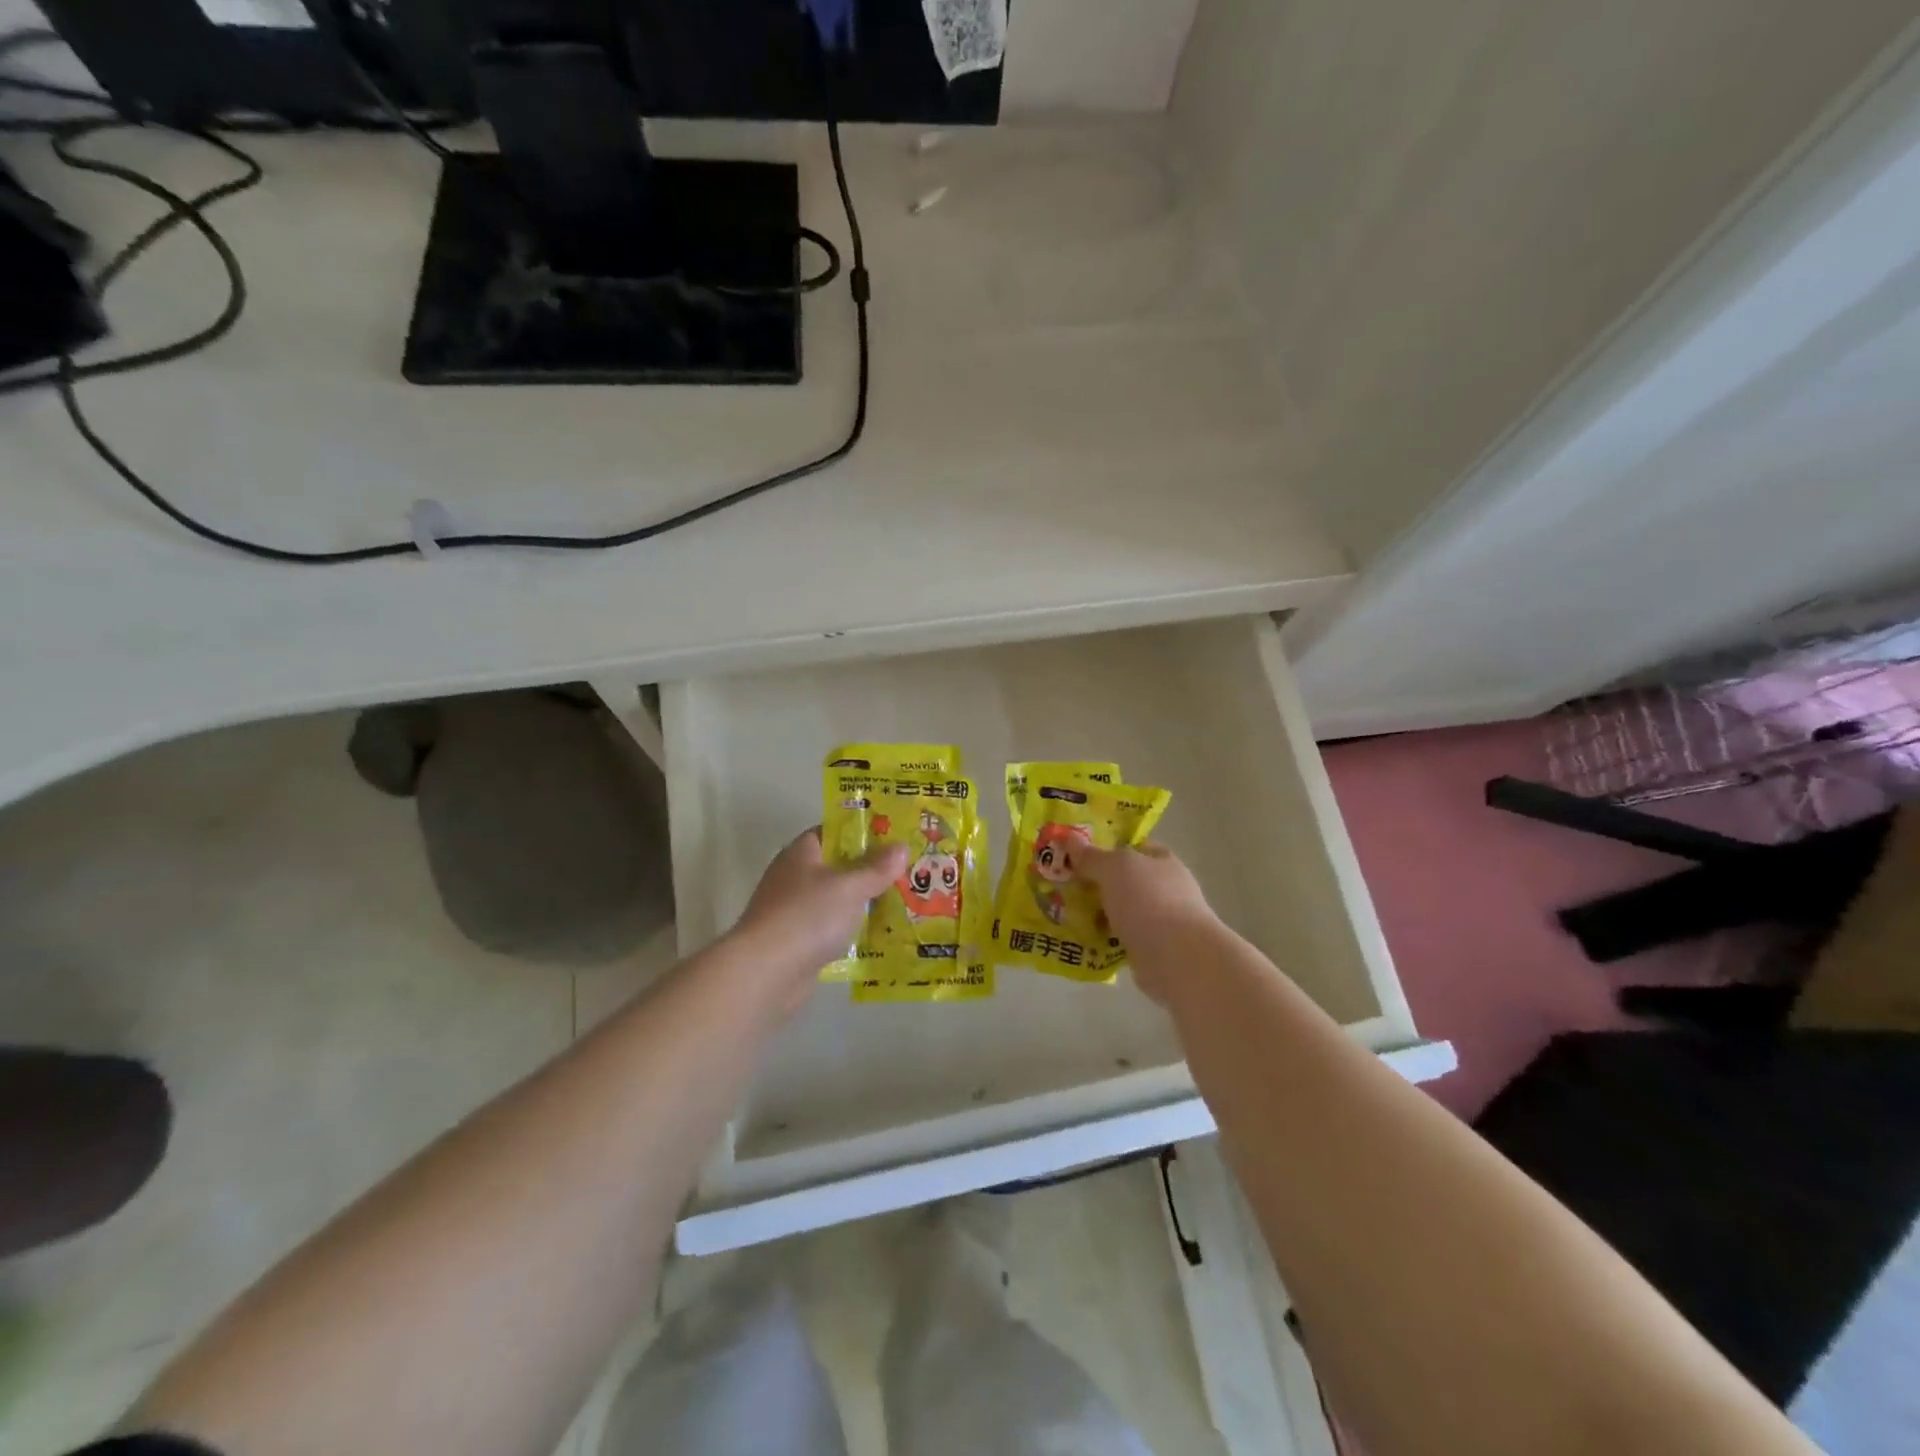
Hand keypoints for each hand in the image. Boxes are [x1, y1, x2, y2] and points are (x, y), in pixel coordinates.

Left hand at [730, 829, 907, 1009]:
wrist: (765, 972)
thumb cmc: (808, 916)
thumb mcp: (850, 887)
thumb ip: (876, 868)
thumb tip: (900, 846)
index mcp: (802, 853)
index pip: (833, 832)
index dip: (863, 832)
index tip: (894, 838)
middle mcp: (794, 877)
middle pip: (837, 866)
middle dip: (869, 871)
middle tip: (907, 872)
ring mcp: (793, 911)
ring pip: (836, 900)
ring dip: (862, 904)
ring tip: (902, 904)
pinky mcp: (796, 942)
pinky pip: (831, 929)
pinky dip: (850, 932)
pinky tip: (878, 937)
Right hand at [1076, 842, 1218, 1004]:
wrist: (1177, 958)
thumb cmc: (1148, 900)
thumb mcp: (1114, 868)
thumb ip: (1091, 855)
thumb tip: (1067, 837)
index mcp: (1162, 861)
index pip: (1133, 847)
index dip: (1106, 848)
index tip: (1076, 854)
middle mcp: (1164, 888)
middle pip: (1123, 880)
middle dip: (1095, 883)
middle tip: (1061, 884)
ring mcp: (1160, 921)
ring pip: (1119, 911)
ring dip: (1096, 913)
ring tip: (1062, 913)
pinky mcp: (1151, 950)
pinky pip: (1119, 938)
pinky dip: (1102, 939)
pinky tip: (1078, 939)